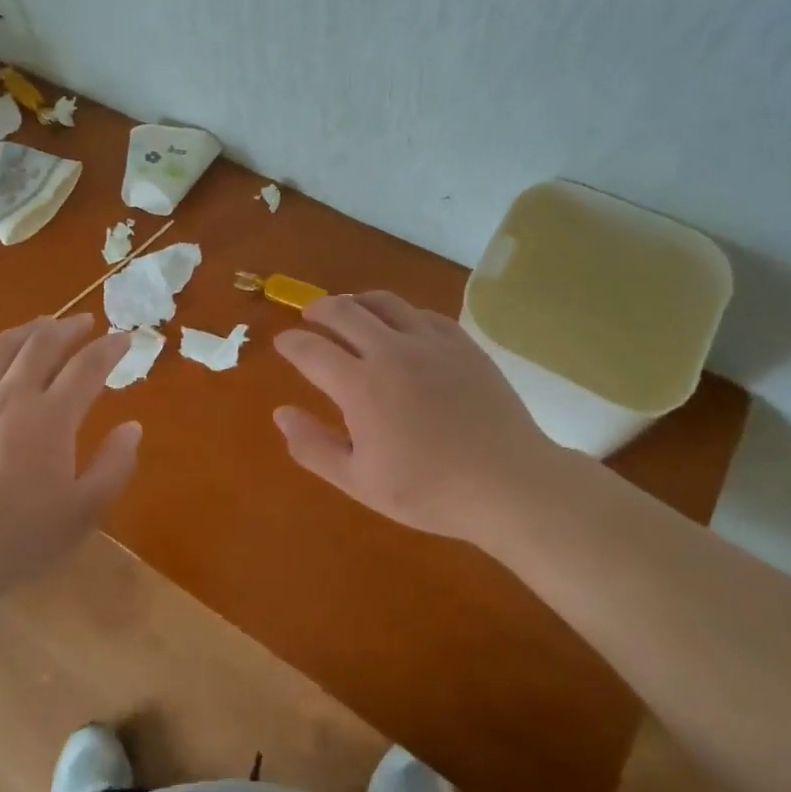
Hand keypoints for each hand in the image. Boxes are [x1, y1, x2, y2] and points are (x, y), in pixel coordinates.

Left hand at [0, 315, 139, 605]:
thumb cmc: (20, 535)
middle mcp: (14, 395)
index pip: (88, 366)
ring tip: (44, 324)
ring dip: (29, 330)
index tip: (125, 339)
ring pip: (3, 347)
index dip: (110, 348)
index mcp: (52, 416)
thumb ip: (114, 465)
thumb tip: (132, 427)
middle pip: (44, 344)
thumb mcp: (82, 511)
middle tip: (86, 322)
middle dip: (70, 327)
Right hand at [273, 292, 583, 544]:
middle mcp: (390, 351)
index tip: (283, 342)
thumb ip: (314, 446)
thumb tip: (281, 413)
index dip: (291, 343)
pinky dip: (400, 313)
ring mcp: (429, 342)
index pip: (311, 350)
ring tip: (350, 308)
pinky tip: (401, 324)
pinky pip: (422, 313)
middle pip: (343, 311)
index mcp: (360, 385)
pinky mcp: (462, 343)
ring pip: (384, 302)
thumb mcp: (360, 481)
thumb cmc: (429, 490)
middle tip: (310, 315)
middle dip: (319, 309)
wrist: (509, 484)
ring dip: (357, 301)